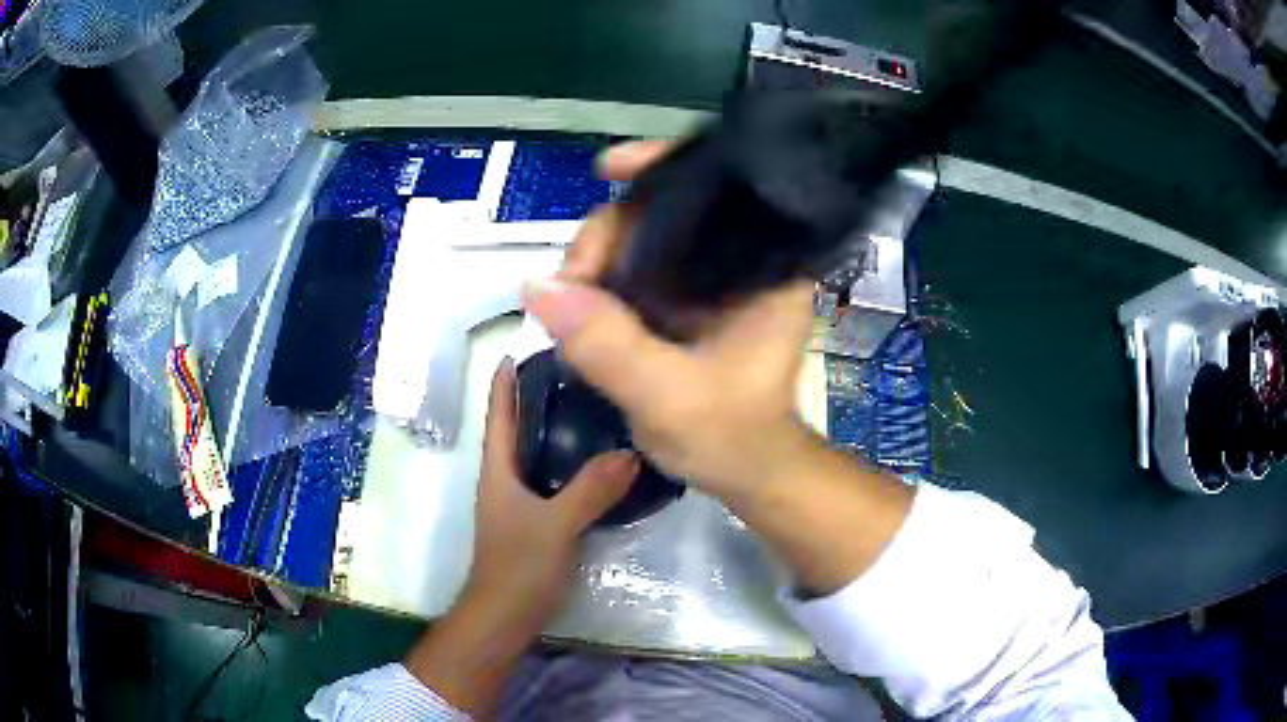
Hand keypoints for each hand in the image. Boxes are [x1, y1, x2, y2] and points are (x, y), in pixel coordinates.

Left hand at [405, 359, 636, 715]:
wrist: (505, 617)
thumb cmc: (517, 567)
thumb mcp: (555, 525)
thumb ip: (591, 490)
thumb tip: (630, 453)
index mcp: (497, 470)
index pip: (499, 414)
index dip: (506, 380)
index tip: (525, 345)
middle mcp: (505, 479)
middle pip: (520, 428)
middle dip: (540, 397)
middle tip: (580, 370)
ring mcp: (520, 502)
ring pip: (539, 454)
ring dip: (559, 429)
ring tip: (596, 406)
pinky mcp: (536, 522)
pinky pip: (555, 480)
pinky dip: (572, 463)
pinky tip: (602, 462)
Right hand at [523, 141, 816, 499]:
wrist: (746, 473)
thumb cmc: (731, 437)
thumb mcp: (668, 395)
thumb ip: (606, 343)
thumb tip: (537, 286)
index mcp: (763, 268)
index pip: (716, 190)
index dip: (661, 168)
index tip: (608, 169)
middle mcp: (739, 262)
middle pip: (664, 212)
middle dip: (606, 235)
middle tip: (569, 286)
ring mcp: (709, 281)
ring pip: (641, 242)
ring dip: (595, 263)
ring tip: (568, 304)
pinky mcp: (686, 302)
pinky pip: (633, 273)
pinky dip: (601, 284)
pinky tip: (578, 306)